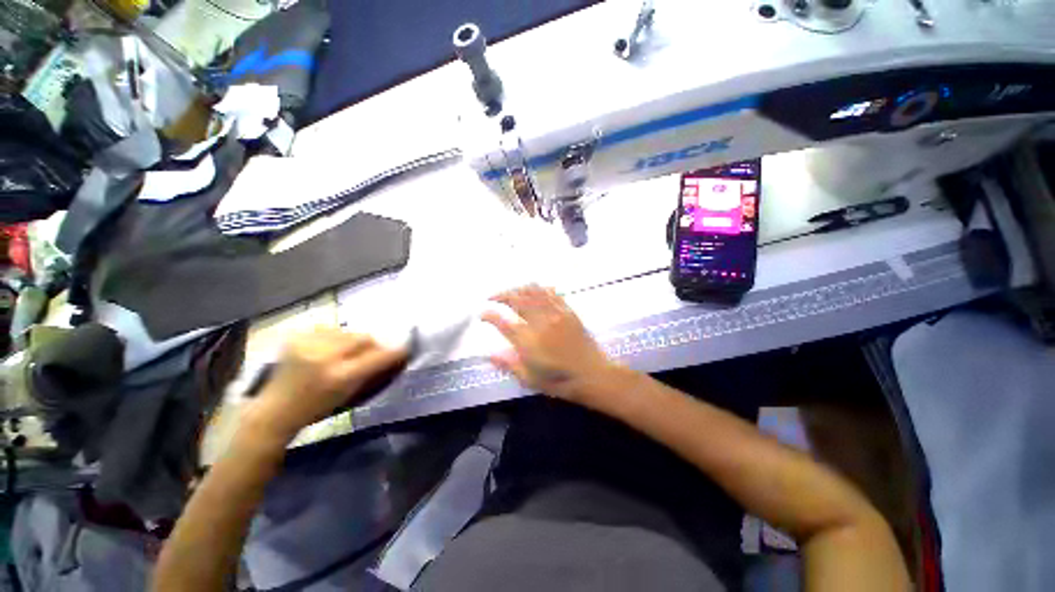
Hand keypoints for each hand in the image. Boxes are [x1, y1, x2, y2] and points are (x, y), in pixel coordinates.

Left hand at [244, 327, 407, 442]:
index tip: (406, 350)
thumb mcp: (349, 395)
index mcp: (339, 376)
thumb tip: (393, 355)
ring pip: (348, 331)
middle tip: (373, 353)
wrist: (274, 410)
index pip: (378, 357)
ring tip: (347, 352)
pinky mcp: (296, 337)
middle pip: (364, 338)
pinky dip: (335, 337)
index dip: (395, 352)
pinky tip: (329, 348)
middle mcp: (325, 356)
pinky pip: (329, 329)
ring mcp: (308, 344)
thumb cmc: (316, 409)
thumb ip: (372, 372)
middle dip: (373, 345)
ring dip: (354, 340)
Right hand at [482, 285, 616, 403]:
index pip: (502, 322)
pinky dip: (540, 289)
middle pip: (516, 299)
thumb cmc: (559, 380)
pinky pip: (552, 293)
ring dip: (518, 289)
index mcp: (528, 341)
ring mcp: (555, 314)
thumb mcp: (530, 379)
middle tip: (492, 298)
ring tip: (511, 292)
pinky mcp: (568, 311)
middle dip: (501, 295)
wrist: (592, 375)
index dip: (489, 315)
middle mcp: (540, 322)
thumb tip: (488, 355)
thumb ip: (508, 364)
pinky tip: (535, 290)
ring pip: (533, 292)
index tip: (481, 314)